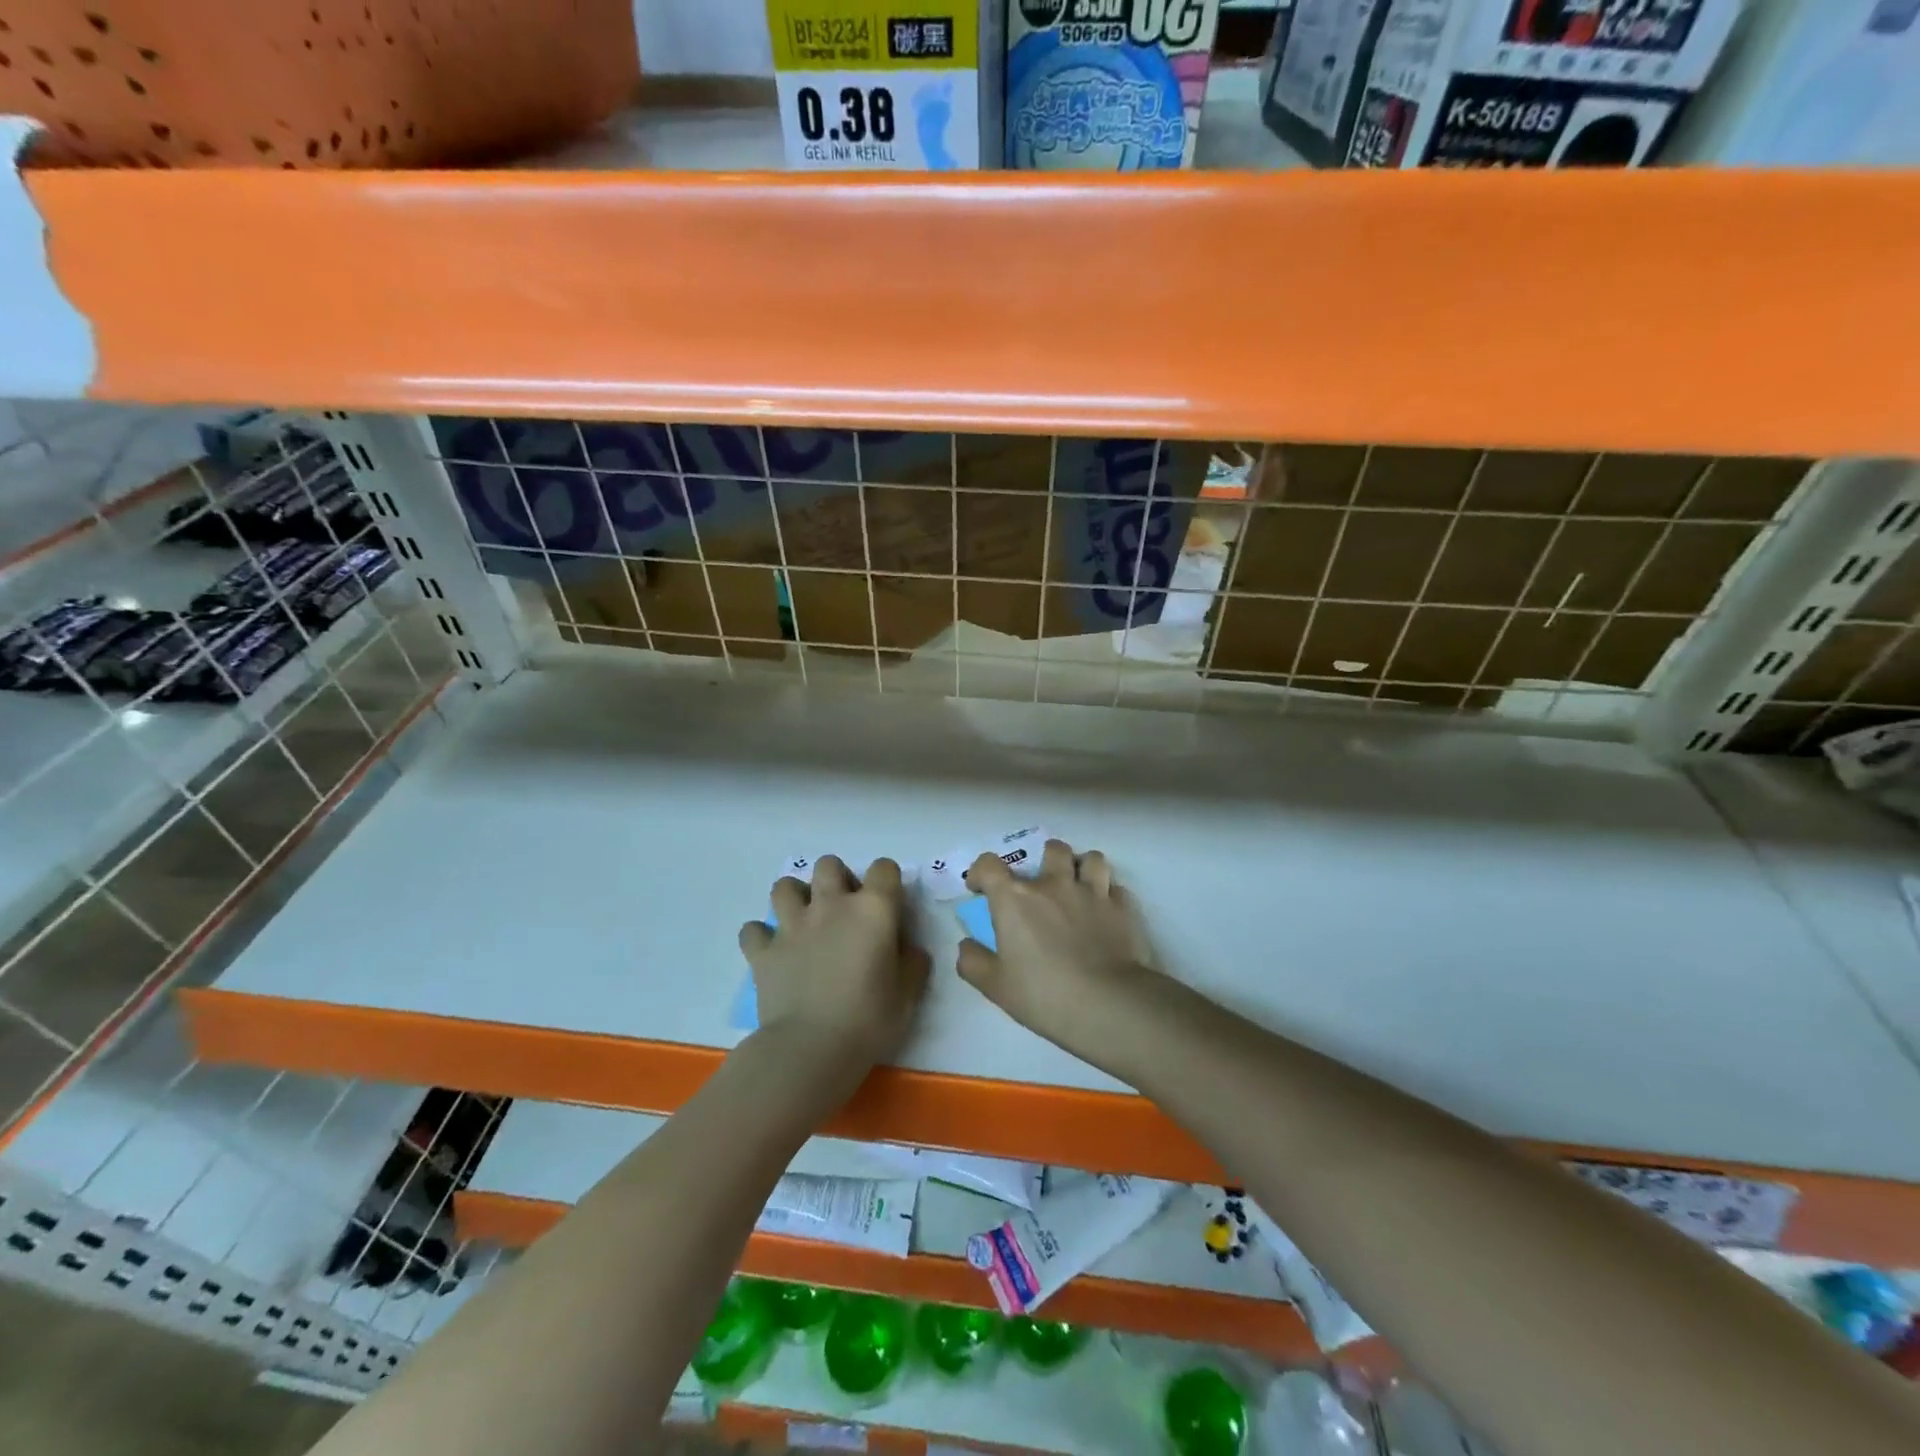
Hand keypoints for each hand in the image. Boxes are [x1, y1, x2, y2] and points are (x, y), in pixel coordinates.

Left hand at [738, 856, 929, 1067]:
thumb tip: (909, 949)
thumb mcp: (908, 995)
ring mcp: (792, 925)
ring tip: (804, 921)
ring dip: (795, 897)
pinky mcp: (763, 950)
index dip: (887, 882)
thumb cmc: (869, 1020)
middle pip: (829, 865)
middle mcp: (831, 905)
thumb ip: (911, 963)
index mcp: (872, 910)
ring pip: (785, 886)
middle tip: (844, 910)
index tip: (889, 906)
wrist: (811, 1049)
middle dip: (837, 879)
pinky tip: (772, 951)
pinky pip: (753, 930)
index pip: (884, 868)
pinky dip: (761, 936)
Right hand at [957, 840, 1155, 1068]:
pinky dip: (1108, 896)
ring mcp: (1093, 892)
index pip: (989, 864)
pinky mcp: (1123, 908)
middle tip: (1041, 884)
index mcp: (1016, 898)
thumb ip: (973, 962)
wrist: (1108, 1004)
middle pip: (1051, 849)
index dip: (981, 872)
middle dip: (1044, 859)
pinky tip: (1105, 914)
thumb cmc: (1044, 994)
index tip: (981, 889)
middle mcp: (1054, 884)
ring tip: (1079, 888)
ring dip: (1082, 868)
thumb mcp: (995, 987)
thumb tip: (966, 945)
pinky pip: (1115, 888)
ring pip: (1091, 859)